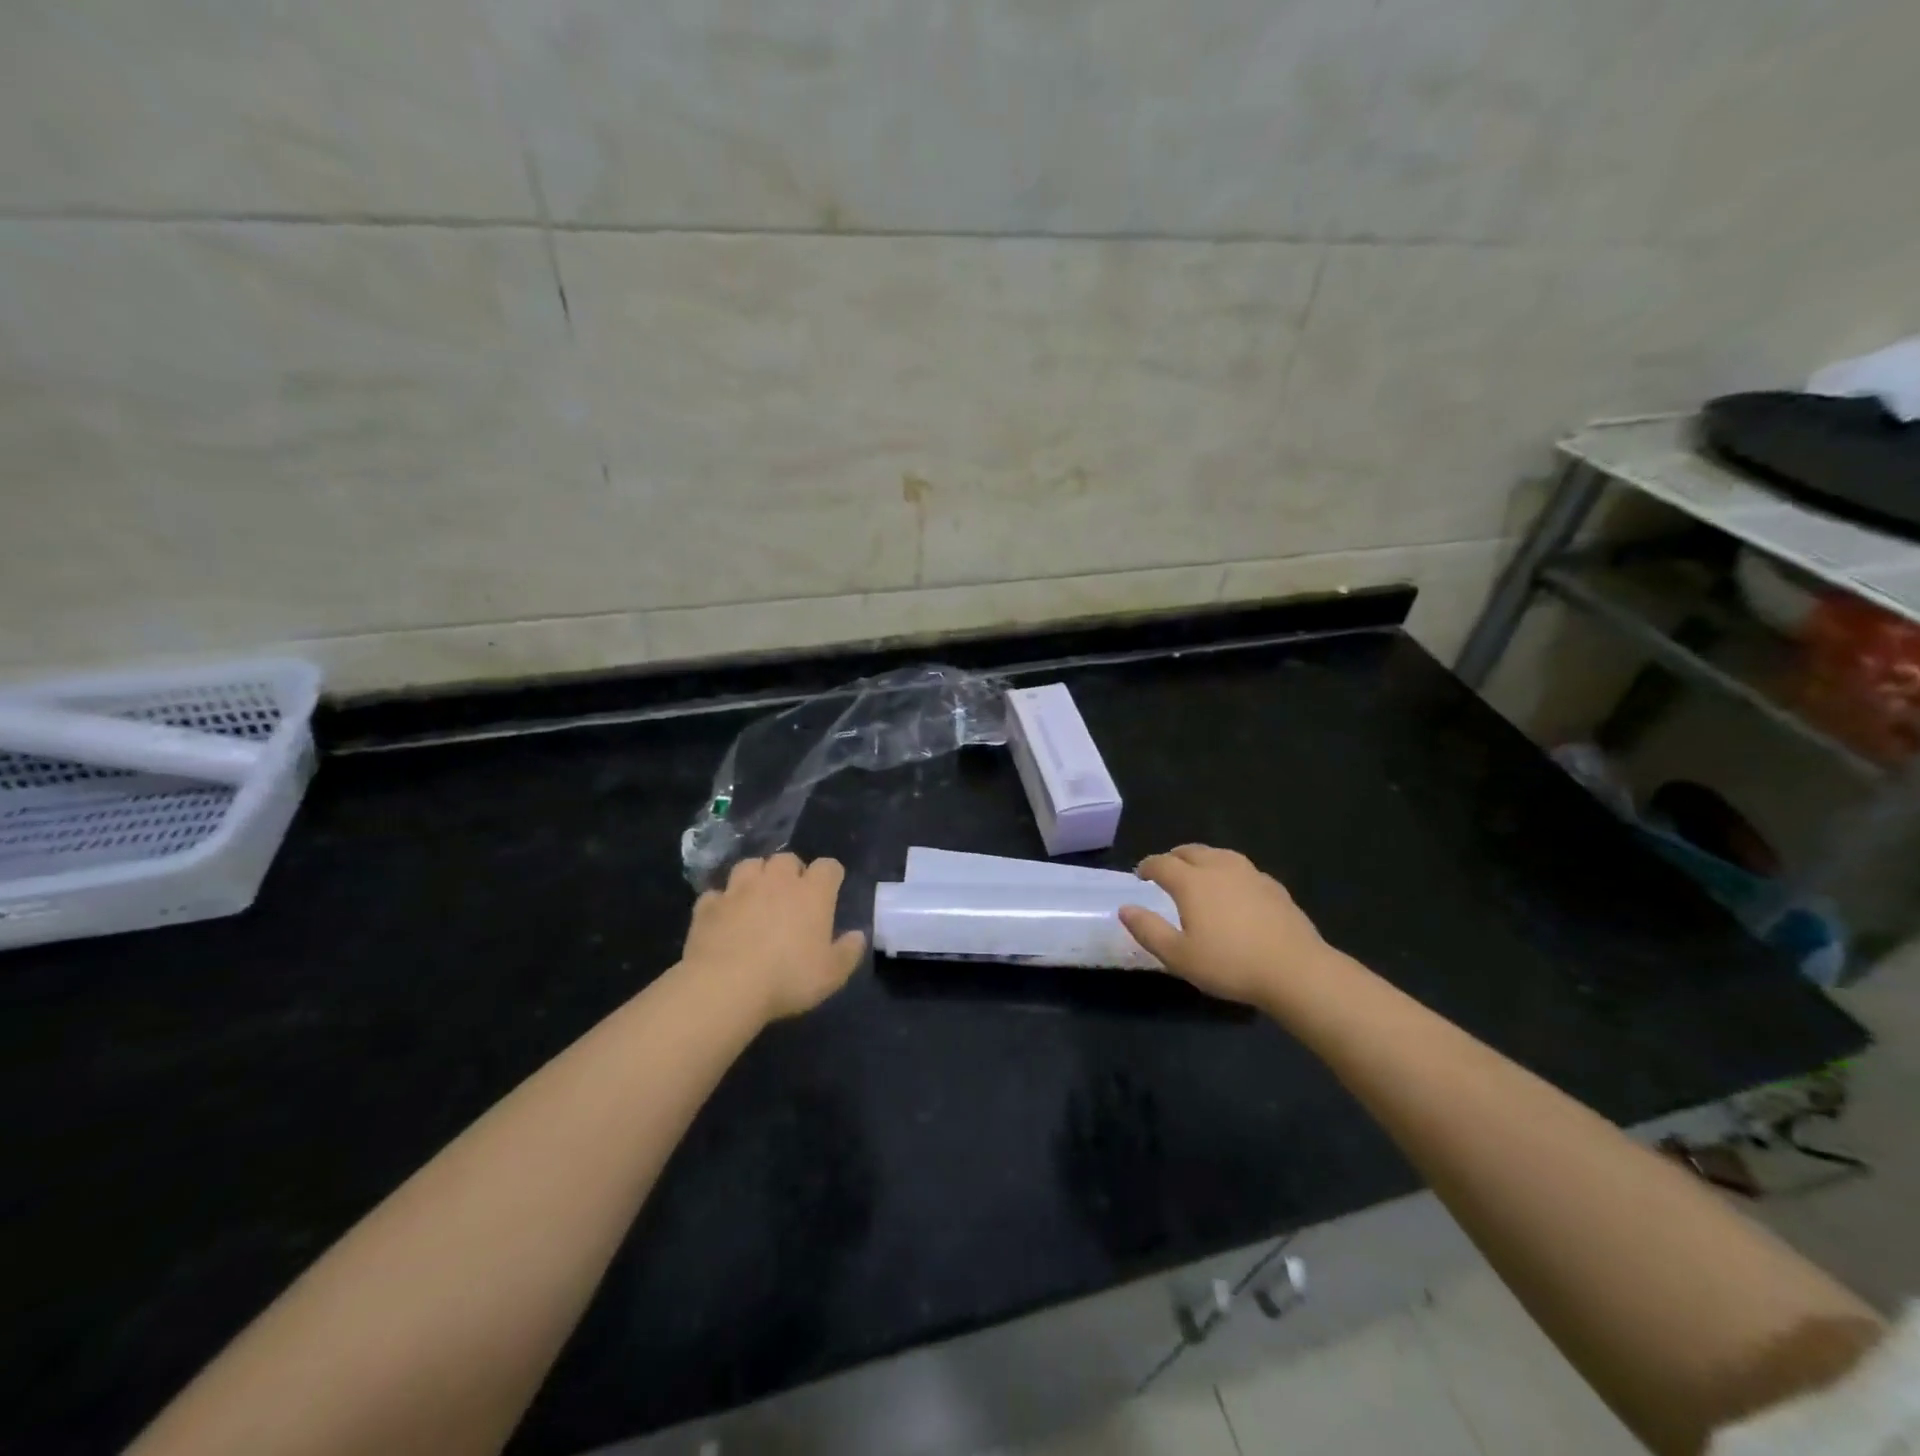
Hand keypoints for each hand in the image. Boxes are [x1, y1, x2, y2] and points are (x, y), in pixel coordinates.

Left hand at [681, 854, 867, 1023]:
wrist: (725, 986)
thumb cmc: (788, 978)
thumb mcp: (831, 974)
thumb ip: (848, 952)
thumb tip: (858, 935)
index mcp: (812, 893)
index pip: (828, 867)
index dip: (830, 876)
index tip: (830, 891)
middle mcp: (777, 881)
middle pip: (787, 859)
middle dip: (791, 872)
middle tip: (791, 896)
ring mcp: (739, 889)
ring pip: (750, 865)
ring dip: (756, 876)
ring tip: (756, 897)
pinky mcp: (709, 905)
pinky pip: (717, 894)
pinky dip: (722, 902)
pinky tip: (724, 917)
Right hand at [1118, 844, 1336, 1007]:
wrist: (1296, 971)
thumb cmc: (1230, 964)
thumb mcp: (1179, 956)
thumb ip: (1148, 930)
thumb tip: (1125, 909)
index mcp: (1192, 882)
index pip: (1162, 863)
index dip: (1147, 866)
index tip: (1141, 874)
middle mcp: (1219, 868)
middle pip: (1191, 851)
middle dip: (1174, 858)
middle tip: (1166, 871)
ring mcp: (1250, 874)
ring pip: (1219, 855)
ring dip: (1202, 859)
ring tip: (1198, 874)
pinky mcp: (1274, 886)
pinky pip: (1242, 869)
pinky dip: (1228, 872)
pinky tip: (1233, 890)